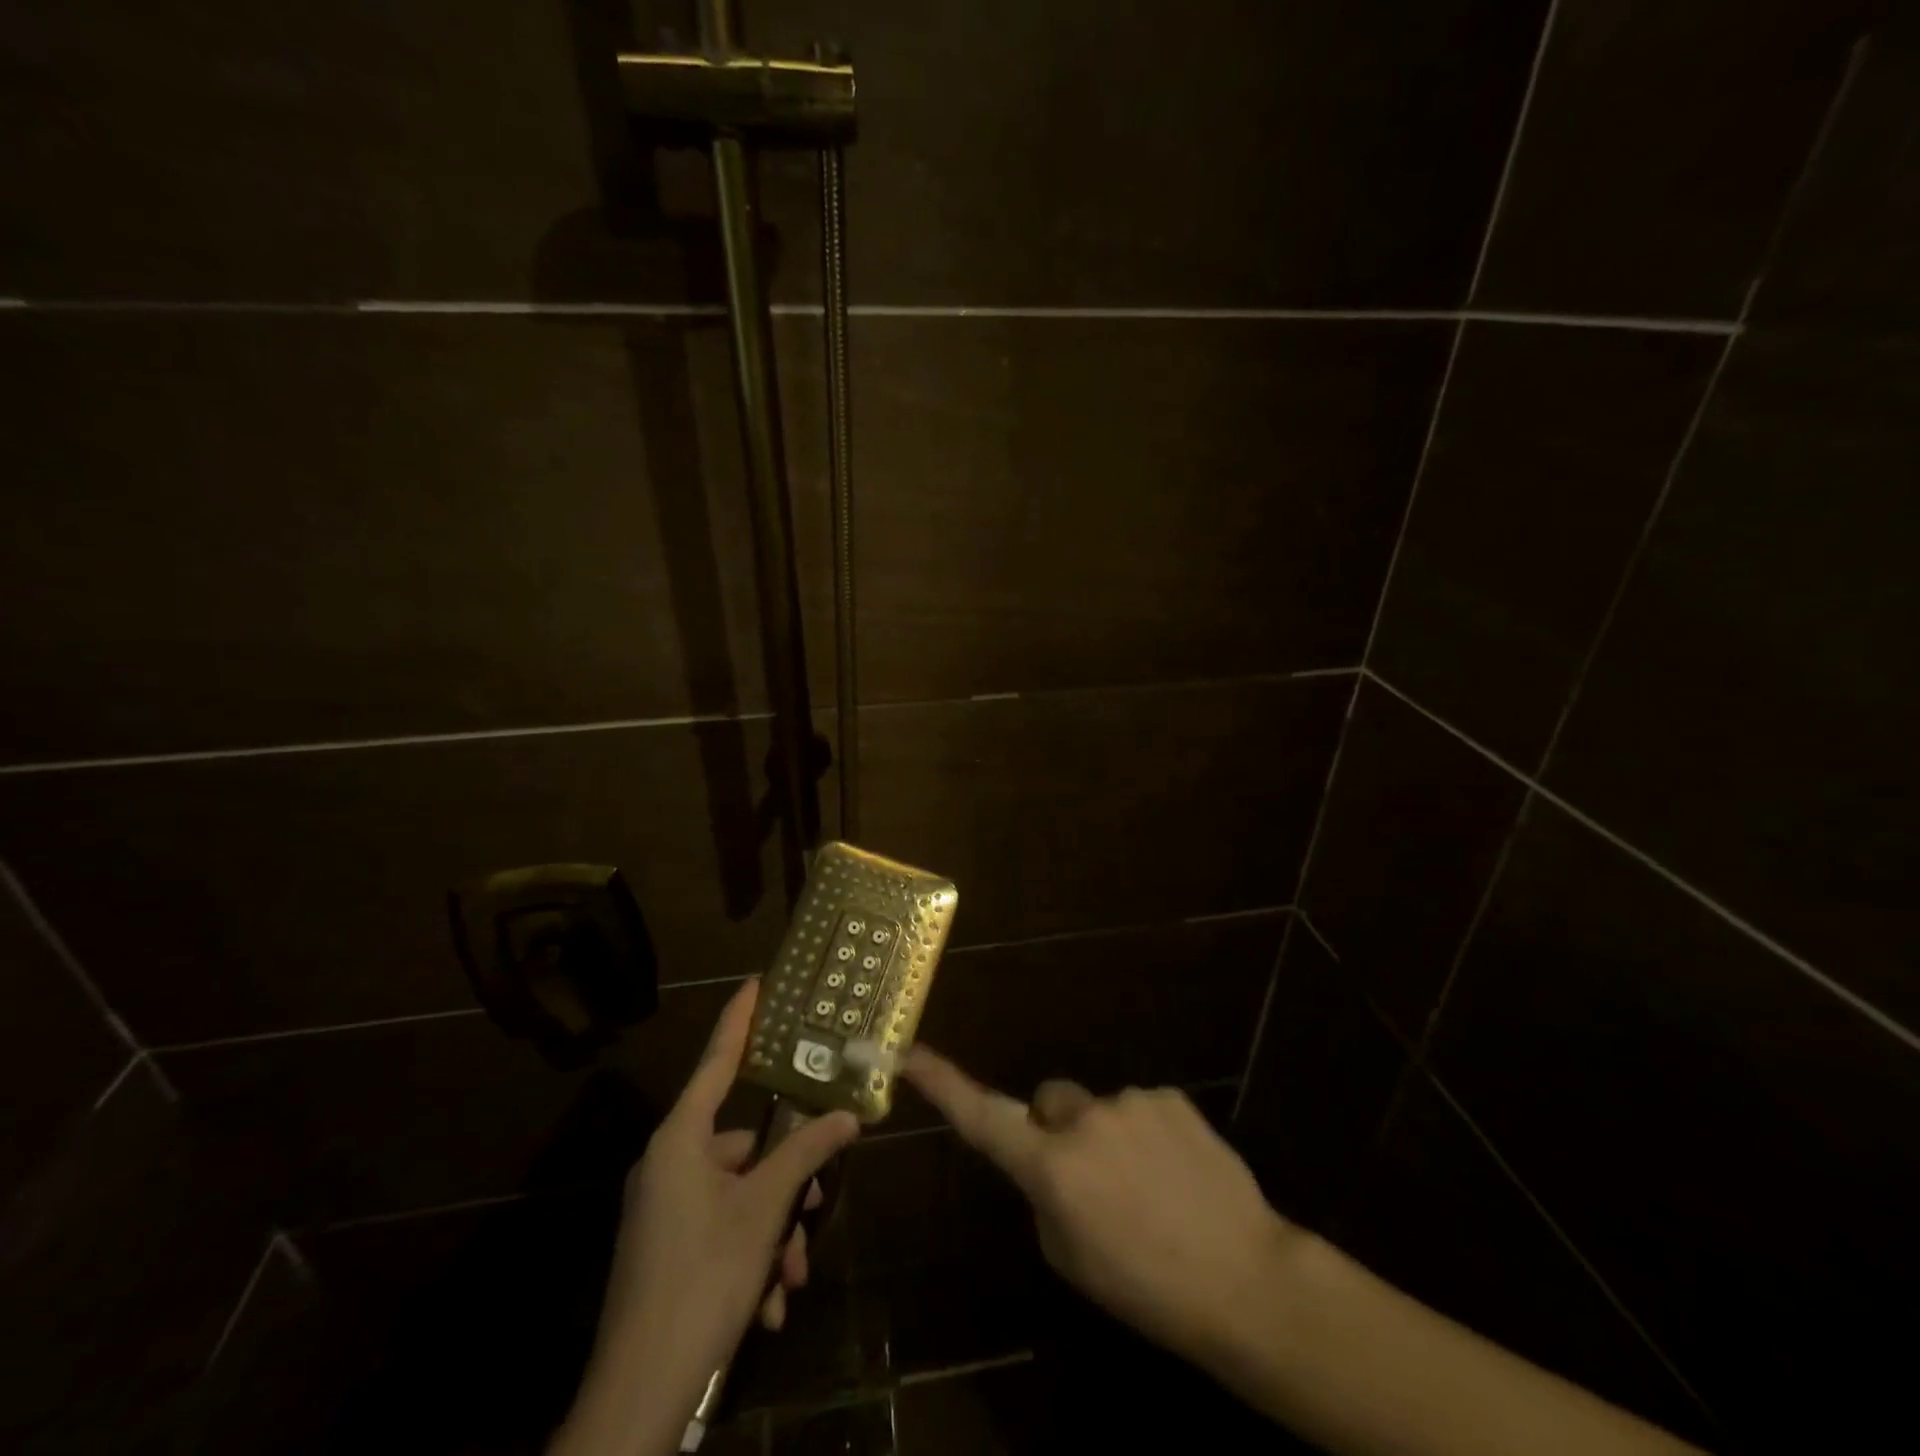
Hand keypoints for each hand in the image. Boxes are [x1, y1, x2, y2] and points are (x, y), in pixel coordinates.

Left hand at [559, 981, 858, 1454]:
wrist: (638, 1396)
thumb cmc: (702, 1278)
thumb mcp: (763, 1211)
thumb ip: (805, 1154)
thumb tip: (848, 1116)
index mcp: (681, 1139)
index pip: (717, 1061)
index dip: (740, 1020)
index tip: (756, 983)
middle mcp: (668, 1164)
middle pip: (744, 1146)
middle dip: (785, 1182)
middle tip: (816, 1208)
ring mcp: (664, 1208)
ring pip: (739, 1196)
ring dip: (772, 1232)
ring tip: (790, 1279)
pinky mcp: (666, 1248)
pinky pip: (721, 1230)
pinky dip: (750, 1257)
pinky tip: (768, 1304)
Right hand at [902, 1046, 1295, 1367]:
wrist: (1245, 1278)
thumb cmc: (1146, 1286)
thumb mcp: (1071, 1257)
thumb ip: (1046, 1195)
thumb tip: (1049, 1162)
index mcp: (1051, 1167)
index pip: (983, 1118)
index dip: (943, 1085)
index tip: (909, 1053)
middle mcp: (1083, 1120)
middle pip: (1050, 1104)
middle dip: (1059, 1130)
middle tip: (1094, 1181)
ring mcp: (1129, 1101)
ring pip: (1099, 1109)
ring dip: (1110, 1138)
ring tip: (1150, 1189)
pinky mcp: (1169, 1096)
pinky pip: (1141, 1108)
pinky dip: (1149, 1133)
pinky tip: (1178, 1173)